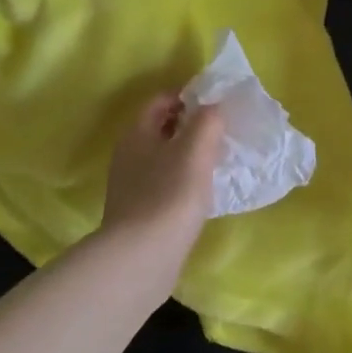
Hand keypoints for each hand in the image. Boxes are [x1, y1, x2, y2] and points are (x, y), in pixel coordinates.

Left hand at [101, 94, 225, 259]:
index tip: (218, 102)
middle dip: (191, 125)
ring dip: (189, 154)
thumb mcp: (195, 149)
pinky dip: (185, 180)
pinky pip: (165, 184)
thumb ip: (207, 120)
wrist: (142, 257)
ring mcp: (131, 186)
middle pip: (161, 128)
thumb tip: (213, 107)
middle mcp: (128, 155)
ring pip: (164, 158)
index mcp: (137, 133)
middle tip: (223, 131)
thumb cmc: (170, 195)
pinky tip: (204, 192)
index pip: (161, 100)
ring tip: (219, 160)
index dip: (189, 96)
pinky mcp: (139, 212)